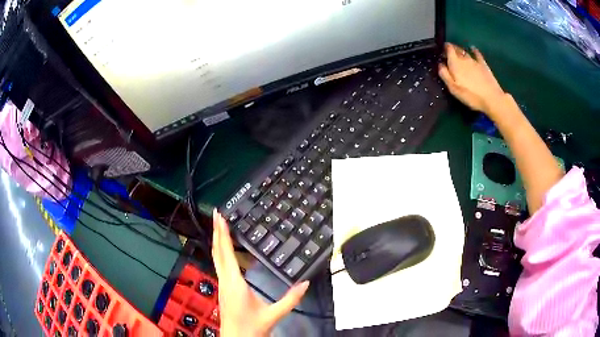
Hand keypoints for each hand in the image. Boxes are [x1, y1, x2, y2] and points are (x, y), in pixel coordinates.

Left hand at [212, 210, 309, 336]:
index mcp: (234, 283)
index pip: (226, 253)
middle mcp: (225, 280)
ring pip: (216, 258)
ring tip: (219, 227)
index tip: (220, 217)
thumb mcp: (273, 314)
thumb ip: (290, 299)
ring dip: (217, 241)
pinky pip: (220, 265)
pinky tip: (225, 251)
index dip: (223, 234)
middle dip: (216, 232)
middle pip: (217, 252)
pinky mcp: (223, 289)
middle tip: (216, 214)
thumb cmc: (251, 327)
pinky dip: (220, 253)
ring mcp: (222, 285)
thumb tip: (305, 283)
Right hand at [438, 43, 506, 116]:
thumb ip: (444, 75)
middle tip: (449, 52)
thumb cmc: (471, 95)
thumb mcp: (453, 88)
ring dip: (461, 51)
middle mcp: (464, 59)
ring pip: (465, 52)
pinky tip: (473, 49)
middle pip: (456, 49)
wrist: (492, 99)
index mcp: (455, 63)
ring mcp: (475, 61)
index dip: (445, 48)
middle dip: (452, 49)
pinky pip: (477, 54)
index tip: (442, 51)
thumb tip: (440, 65)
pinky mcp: (483, 65)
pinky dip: (474, 51)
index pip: (448, 49)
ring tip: (458, 52)